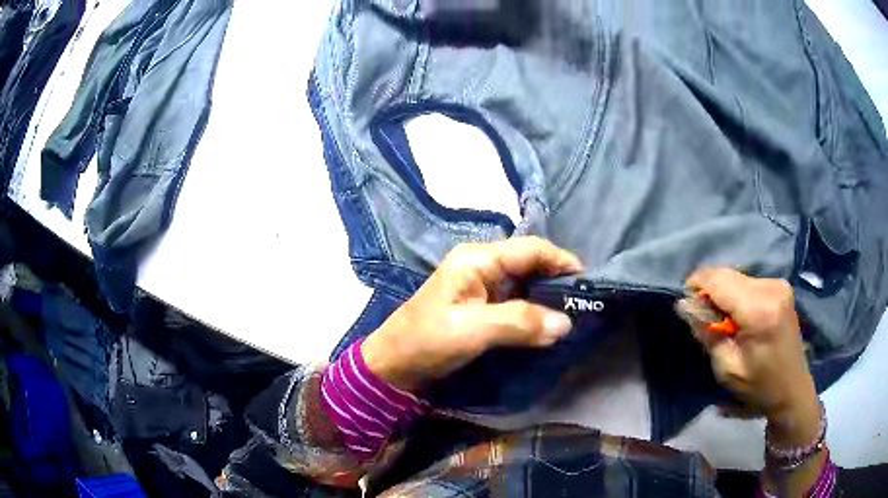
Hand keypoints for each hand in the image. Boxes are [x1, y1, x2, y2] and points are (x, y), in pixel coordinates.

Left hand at [361, 237, 581, 392]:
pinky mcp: (480, 307)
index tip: (587, 284)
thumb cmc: (427, 341)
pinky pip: (516, 302)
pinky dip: (534, 312)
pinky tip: (547, 326)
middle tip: (584, 304)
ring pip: (525, 284)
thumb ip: (519, 323)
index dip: (561, 261)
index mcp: (477, 259)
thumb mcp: (472, 330)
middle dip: (557, 282)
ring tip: (573, 316)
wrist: (393, 366)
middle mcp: (481, 265)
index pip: (531, 249)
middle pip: (530, 264)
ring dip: (547, 298)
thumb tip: (566, 323)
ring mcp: (480, 286)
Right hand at [684, 268, 819, 445]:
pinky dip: (736, 295)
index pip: (719, 280)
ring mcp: (778, 284)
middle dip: (710, 291)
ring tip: (722, 321)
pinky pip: (748, 282)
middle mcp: (771, 287)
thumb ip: (707, 333)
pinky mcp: (781, 286)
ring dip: (724, 294)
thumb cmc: (759, 385)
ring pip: (737, 277)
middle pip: (728, 275)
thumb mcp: (726, 368)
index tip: (685, 302)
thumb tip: (685, 305)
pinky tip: (738, 316)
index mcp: (759, 309)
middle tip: (703, 318)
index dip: (696, 284)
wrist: (791, 388)